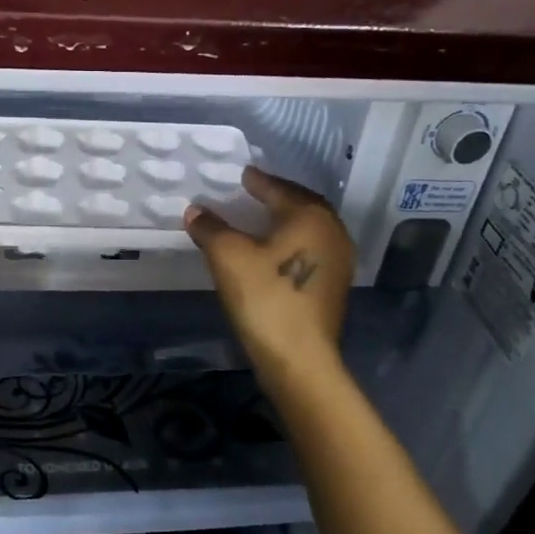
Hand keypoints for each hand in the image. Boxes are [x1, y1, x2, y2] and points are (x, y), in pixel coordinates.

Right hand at [185, 167, 353, 378]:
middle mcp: (332, 231)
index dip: (258, 181)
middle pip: (302, 205)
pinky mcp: (335, 286)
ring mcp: (339, 260)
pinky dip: (293, 242)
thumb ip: (210, 227)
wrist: (300, 359)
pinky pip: (311, 250)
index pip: (279, 189)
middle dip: (278, 197)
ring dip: (287, 220)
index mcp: (310, 216)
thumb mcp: (228, 257)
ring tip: (262, 220)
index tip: (243, 175)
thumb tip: (195, 210)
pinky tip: (275, 252)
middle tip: (254, 193)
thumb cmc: (265, 298)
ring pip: (310, 229)